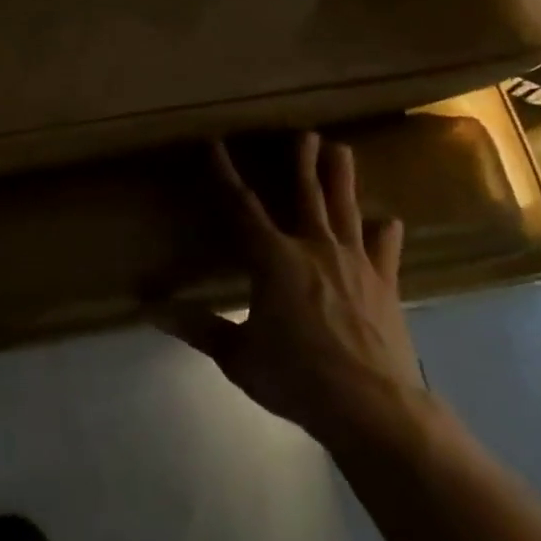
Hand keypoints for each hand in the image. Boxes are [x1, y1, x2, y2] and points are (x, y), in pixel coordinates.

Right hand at [155, 132, 432, 456]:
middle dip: (303, 161)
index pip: (242, 206)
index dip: (226, 174)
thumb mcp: (238, 356)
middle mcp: (314, 248)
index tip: (216, 144)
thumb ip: (198, 328)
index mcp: (274, 258)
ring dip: (342, 177)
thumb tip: (150, 311)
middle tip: (305, 132)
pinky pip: (385, 250)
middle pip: (307, 194)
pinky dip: (385, 234)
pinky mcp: (385, 283)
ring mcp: (354, 262)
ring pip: (346, 209)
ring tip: (341, 148)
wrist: (372, 407)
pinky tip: (389, 221)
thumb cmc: (297, 376)